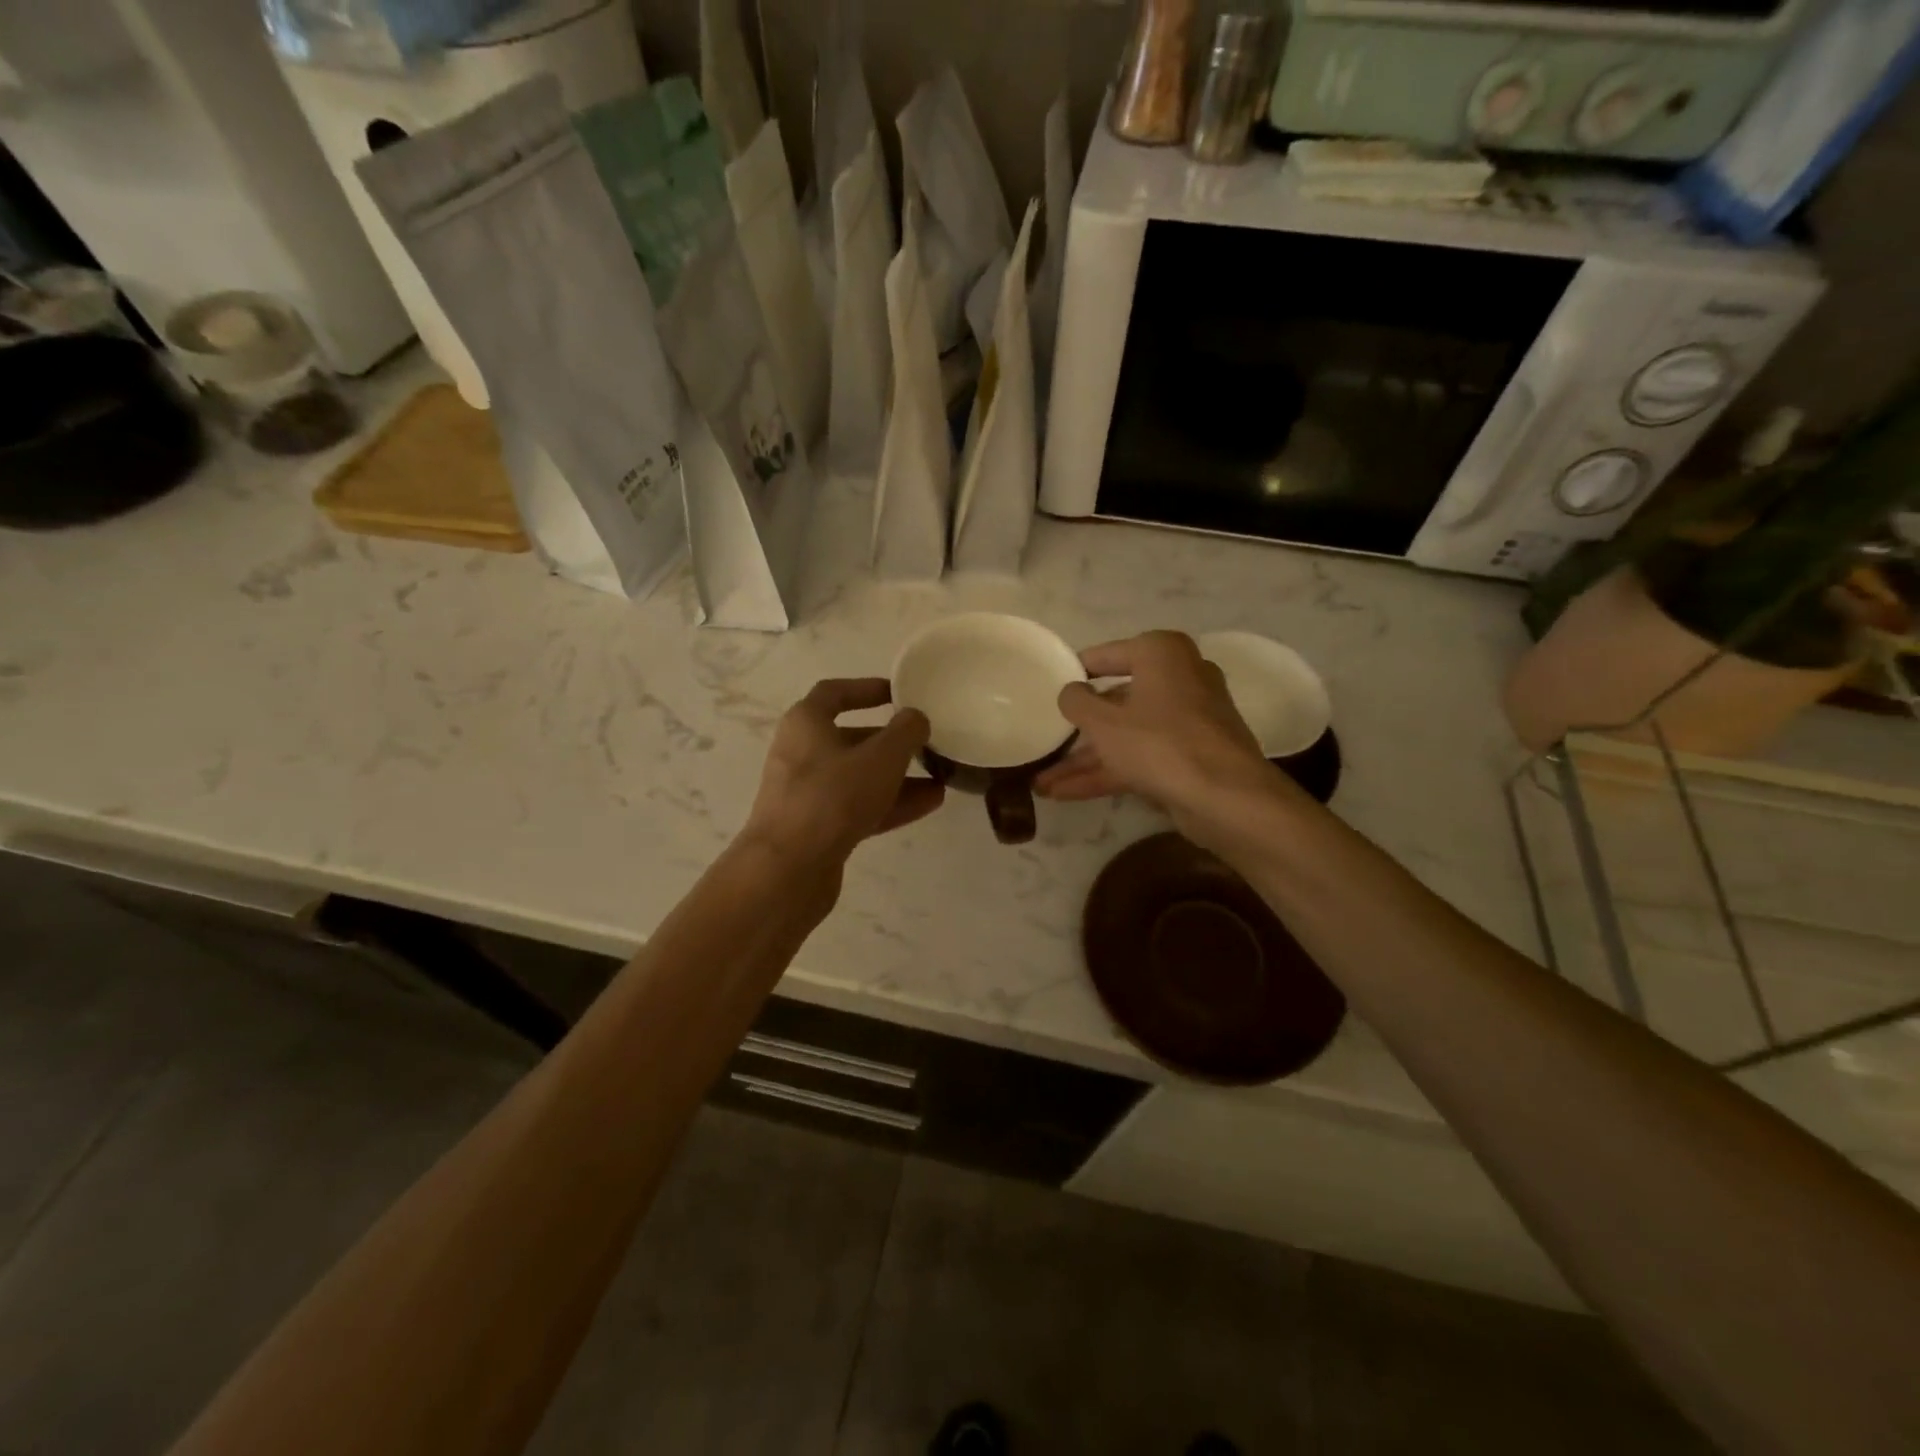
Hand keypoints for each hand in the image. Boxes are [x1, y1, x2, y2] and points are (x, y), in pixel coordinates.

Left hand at [741, 679, 944, 869]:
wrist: (788, 869)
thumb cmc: (832, 797)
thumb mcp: (881, 757)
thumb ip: (905, 732)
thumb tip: (916, 718)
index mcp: (806, 723)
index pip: (834, 693)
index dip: (867, 688)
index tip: (899, 694)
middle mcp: (801, 754)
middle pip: (851, 738)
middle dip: (891, 740)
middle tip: (926, 741)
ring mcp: (808, 794)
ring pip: (859, 777)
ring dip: (898, 776)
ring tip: (940, 776)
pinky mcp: (817, 829)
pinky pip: (859, 807)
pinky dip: (891, 803)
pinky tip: (930, 804)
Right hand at [1035, 632, 1288, 842]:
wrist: (1226, 798)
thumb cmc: (1159, 743)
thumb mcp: (1103, 722)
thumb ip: (1077, 702)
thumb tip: (1071, 691)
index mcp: (1161, 654)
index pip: (1106, 655)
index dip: (1075, 672)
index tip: (1048, 687)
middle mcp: (1179, 678)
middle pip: (1116, 700)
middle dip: (1078, 730)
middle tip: (1046, 740)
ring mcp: (1187, 721)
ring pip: (1127, 735)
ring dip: (1085, 760)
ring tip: (1043, 782)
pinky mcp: (1190, 756)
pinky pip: (1141, 757)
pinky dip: (1108, 772)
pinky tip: (1066, 794)